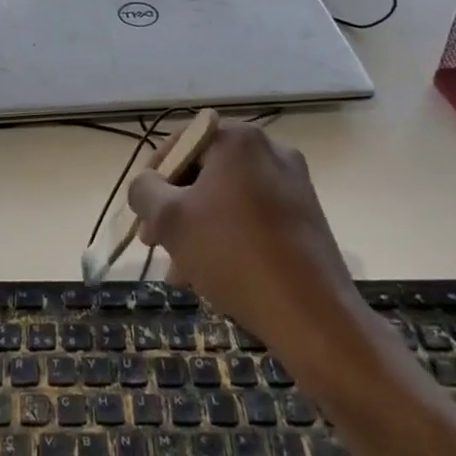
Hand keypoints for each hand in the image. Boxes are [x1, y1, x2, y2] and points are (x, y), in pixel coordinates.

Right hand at [128, 122, 361, 349]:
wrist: (312, 314)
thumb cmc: (233, 254)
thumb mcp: (170, 219)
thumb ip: (144, 191)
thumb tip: (146, 185)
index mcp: (239, 140)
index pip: (181, 143)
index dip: (154, 176)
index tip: (143, 212)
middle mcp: (271, 151)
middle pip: (204, 173)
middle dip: (175, 208)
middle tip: (155, 243)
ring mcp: (294, 184)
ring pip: (227, 199)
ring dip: (198, 228)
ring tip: (180, 270)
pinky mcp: (307, 217)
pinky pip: (253, 217)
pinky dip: (229, 237)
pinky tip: (213, 275)